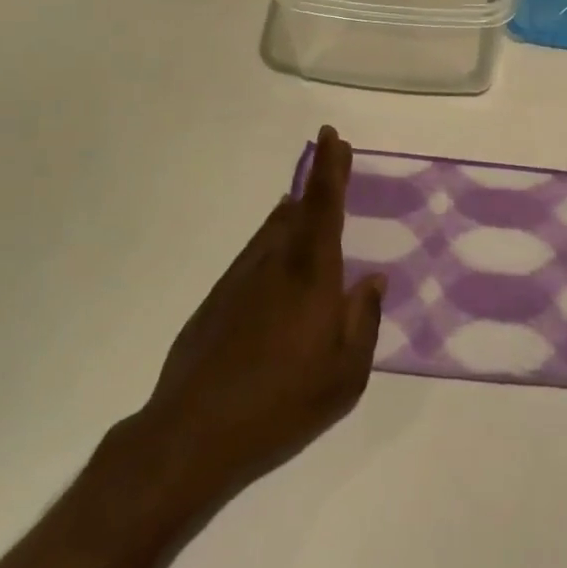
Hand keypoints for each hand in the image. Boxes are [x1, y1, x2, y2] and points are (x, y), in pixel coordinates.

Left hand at [138, 126, 385, 499]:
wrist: (193, 431)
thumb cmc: (282, 404)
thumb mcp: (345, 376)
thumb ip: (363, 321)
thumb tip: (373, 280)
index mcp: (310, 275)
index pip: (324, 207)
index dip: (330, 168)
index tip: (332, 136)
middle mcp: (274, 263)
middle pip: (298, 209)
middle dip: (318, 180)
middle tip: (332, 156)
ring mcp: (241, 278)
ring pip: (273, 229)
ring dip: (294, 210)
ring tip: (308, 203)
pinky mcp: (218, 298)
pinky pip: (255, 254)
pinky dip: (273, 240)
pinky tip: (277, 256)